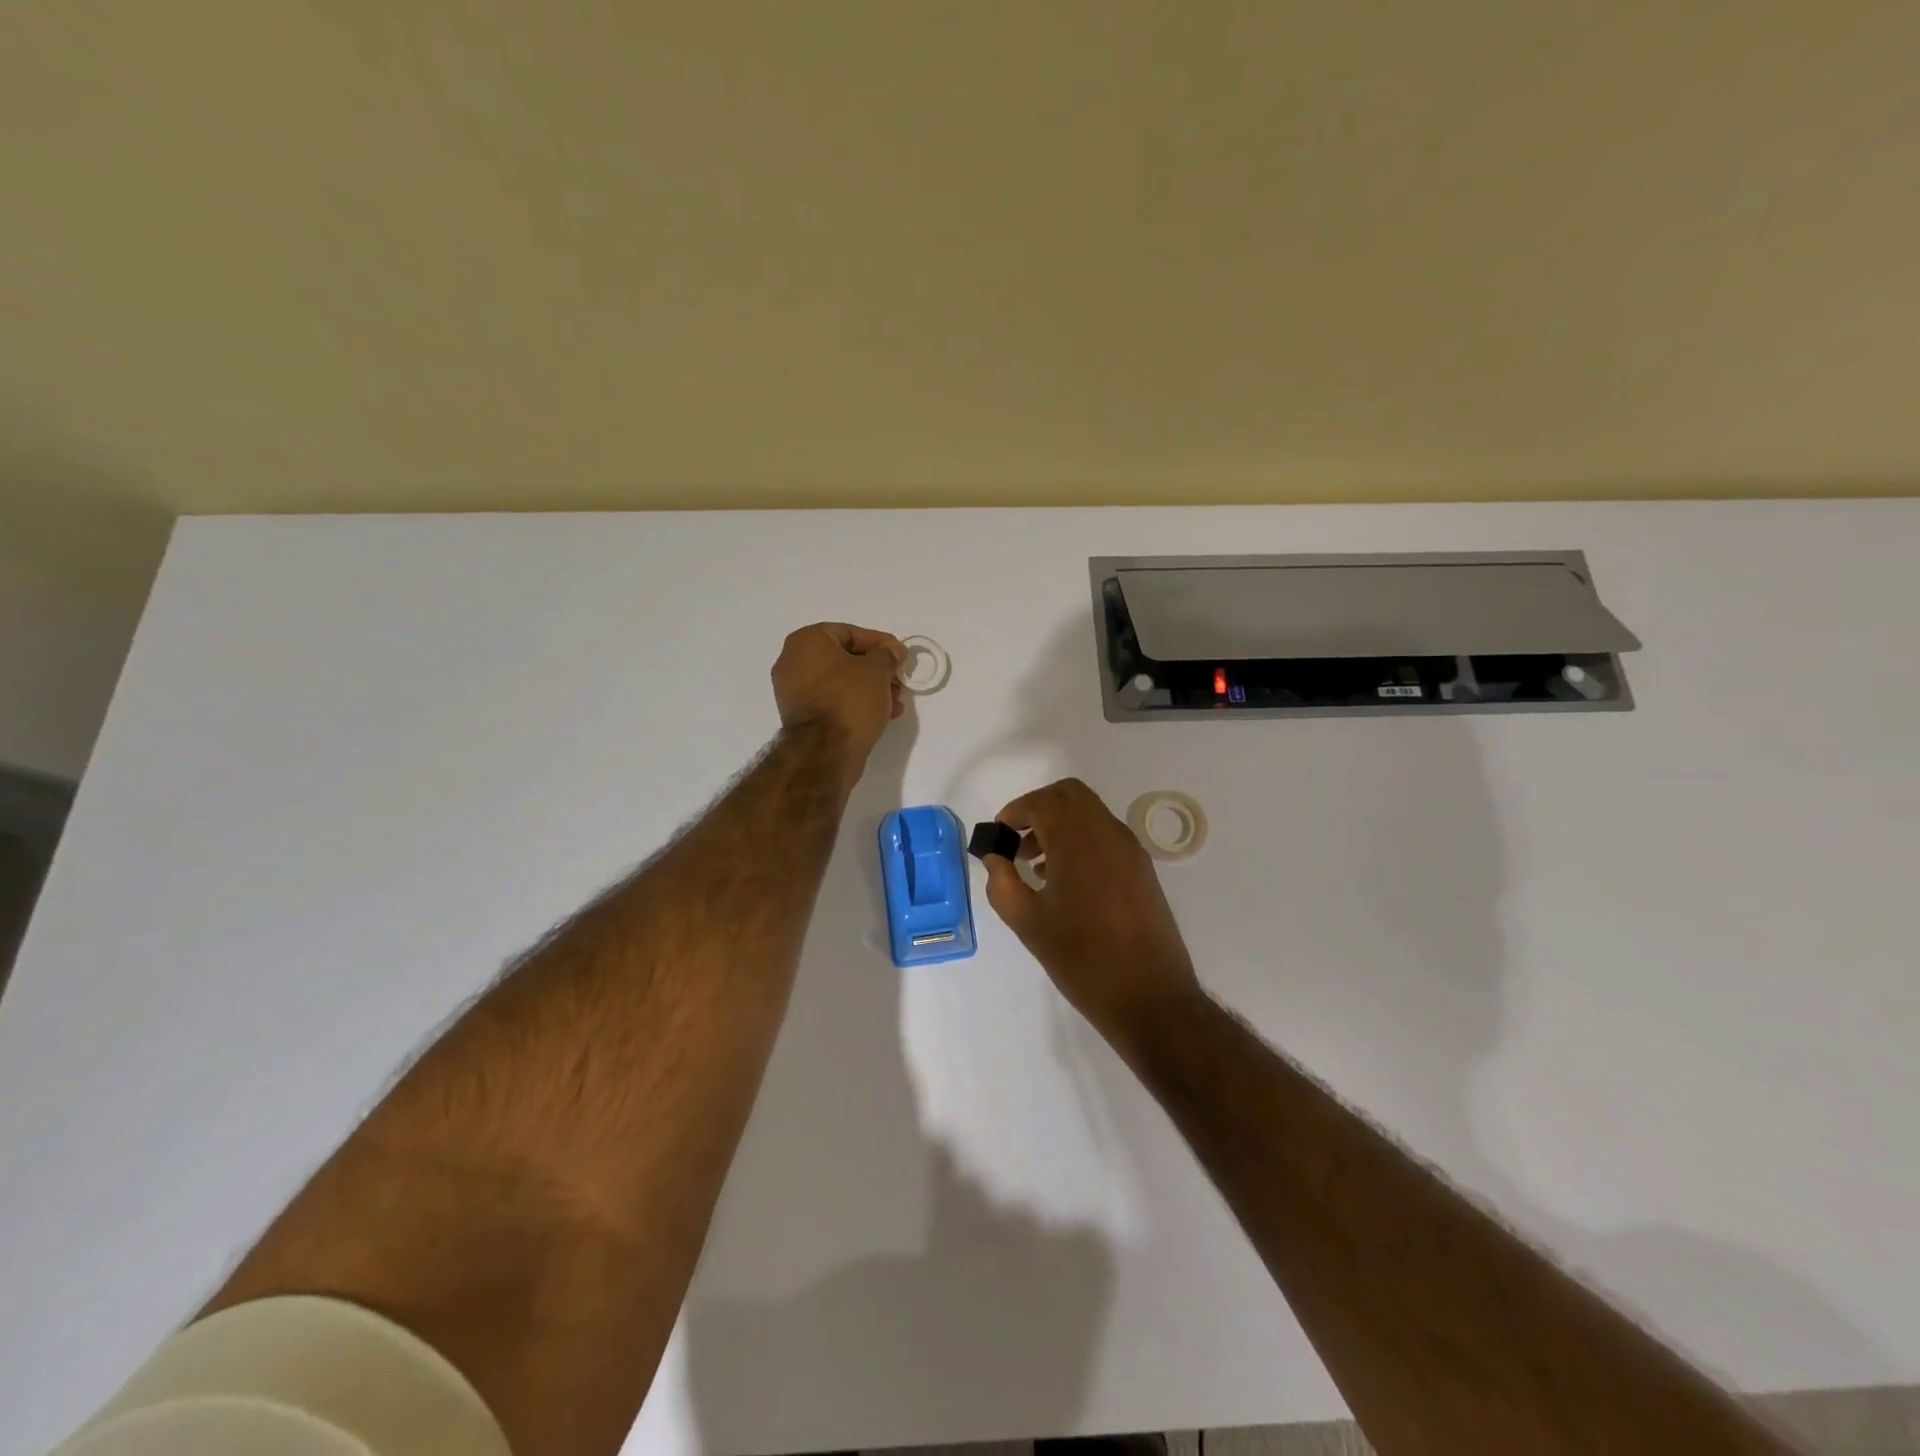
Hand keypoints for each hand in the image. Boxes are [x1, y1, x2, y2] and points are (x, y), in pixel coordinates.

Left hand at [771, 622, 905, 773]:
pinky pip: (832, 700)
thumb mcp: (878, 669)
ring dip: (869, 689)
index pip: (850, 633)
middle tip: (899, 680)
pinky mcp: (800, 716)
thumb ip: (887, 655)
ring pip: (840, 682)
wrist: (825, 751)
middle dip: (876, 670)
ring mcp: (793, 691)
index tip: (901, 656)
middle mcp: (793, 661)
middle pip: (844, 658)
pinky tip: (880, 714)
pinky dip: (854, 703)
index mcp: (807, 641)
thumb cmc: (850, 699)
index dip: (880, 643)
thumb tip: (891, 652)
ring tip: (895, 702)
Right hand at [982, 778, 1202, 1043]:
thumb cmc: (1082, 959)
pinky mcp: (1142, 868)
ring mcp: (1131, 850)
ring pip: (1090, 813)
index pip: (1043, 802)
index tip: (999, 837)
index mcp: (1079, 841)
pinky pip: (1105, 835)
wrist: (1150, 998)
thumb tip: (995, 857)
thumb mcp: (1028, 923)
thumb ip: (1003, 882)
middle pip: (1070, 795)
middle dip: (1038, 810)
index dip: (1015, 812)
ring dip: (1060, 825)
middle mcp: (1109, 834)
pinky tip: (1065, 881)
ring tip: (1036, 866)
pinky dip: (1081, 840)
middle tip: (1018, 842)